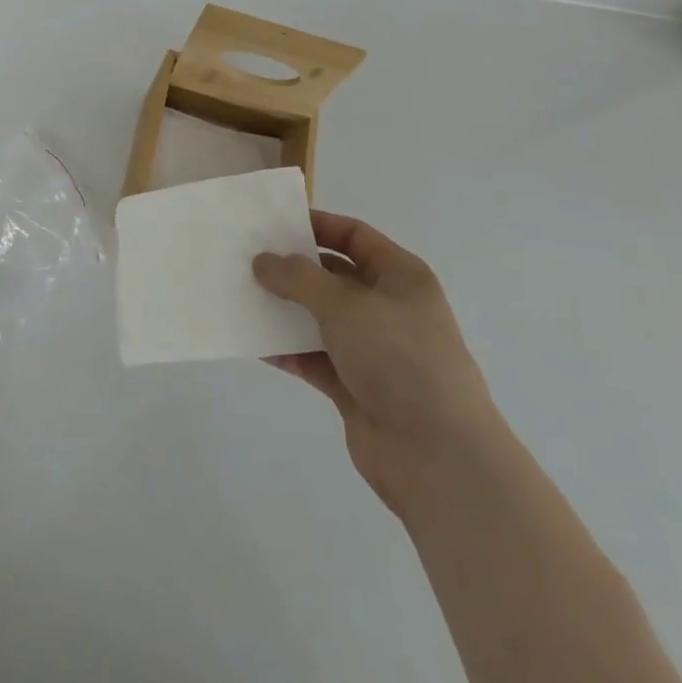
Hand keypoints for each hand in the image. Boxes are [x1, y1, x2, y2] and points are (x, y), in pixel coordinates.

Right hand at [254, 211, 494, 511]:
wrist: (438, 458)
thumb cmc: (399, 359)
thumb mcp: (345, 305)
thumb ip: (298, 278)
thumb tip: (262, 261)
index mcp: (401, 276)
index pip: (354, 236)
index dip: (317, 225)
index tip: (274, 224)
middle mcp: (388, 307)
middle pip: (333, 276)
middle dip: (293, 269)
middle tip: (249, 260)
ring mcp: (373, 350)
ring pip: (321, 318)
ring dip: (286, 310)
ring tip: (243, 297)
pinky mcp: (356, 387)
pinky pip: (315, 358)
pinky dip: (289, 350)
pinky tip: (256, 343)